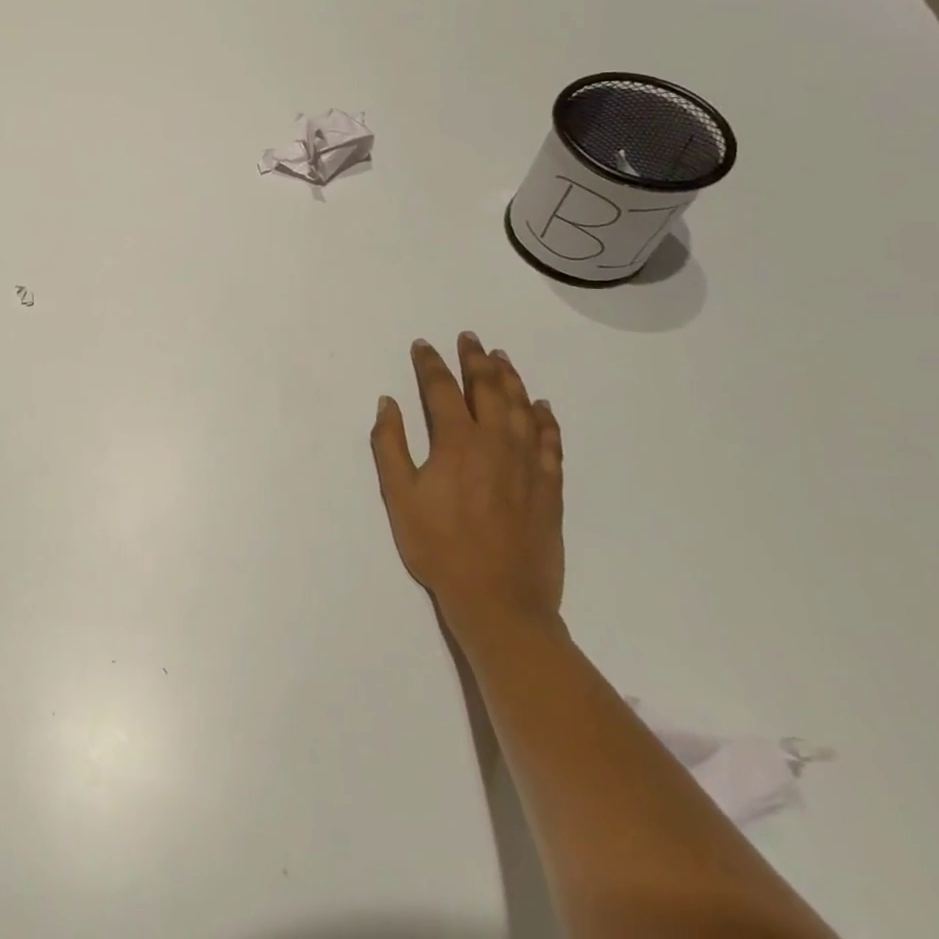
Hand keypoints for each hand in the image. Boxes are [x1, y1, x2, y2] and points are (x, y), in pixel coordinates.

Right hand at [370, 333, 564, 641]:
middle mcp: (496, 442)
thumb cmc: (439, 547)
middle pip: (488, 389)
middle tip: (469, 338)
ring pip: (521, 408)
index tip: (423, 345)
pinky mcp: (549, 487)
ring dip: (510, 378)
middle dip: (475, 359)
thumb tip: (388, 403)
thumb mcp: (399, 496)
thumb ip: (390, 445)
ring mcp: (527, 463)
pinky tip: (542, 407)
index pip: (441, 389)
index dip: (430, 364)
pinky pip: (550, 441)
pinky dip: (545, 419)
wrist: (500, 600)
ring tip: (501, 358)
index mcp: (457, 441)